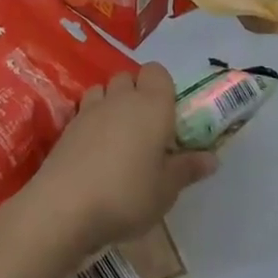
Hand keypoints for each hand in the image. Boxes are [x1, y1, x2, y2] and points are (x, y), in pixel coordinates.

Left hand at [23, 65, 217, 254]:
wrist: (65, 205)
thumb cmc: (127, 195)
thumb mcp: (166, 190)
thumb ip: (187, 169)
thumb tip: (212, 158)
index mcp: (152, 105)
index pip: (158, 72)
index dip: (163, 88)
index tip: (168, 118)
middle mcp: (121, 98)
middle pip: (129, 77)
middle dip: (138, 94)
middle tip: (146, 131)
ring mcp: (90, 108)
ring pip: (105, 89)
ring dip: (112, 103)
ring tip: (119, 138)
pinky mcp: (68, 125)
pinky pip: (85, 109)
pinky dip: (92, 120)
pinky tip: (95, 150)